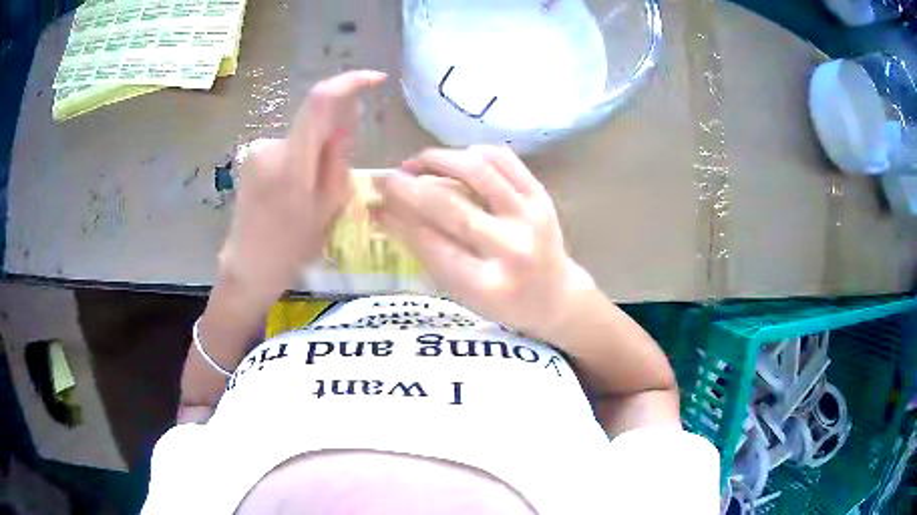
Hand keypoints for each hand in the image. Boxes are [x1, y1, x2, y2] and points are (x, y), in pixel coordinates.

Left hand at [218, 70, 385, 305]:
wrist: (248, 266)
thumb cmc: (292, 247)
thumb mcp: (328, 207)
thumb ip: (338, 159)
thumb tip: (344, 124)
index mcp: (292, 162)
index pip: (321, 101)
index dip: (350, 83)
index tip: (375, 80)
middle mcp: (271, 146)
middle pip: (314, 122)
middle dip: (334, 136)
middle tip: (337, 174)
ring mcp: (257, 150)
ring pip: (301, 137)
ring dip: (315, 153)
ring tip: (309, 195)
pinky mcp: (251, 157)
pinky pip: (286, 148)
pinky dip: (299, 160)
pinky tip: (292, 193)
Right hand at [372, 145, 593, 337]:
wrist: (556, 296)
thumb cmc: (501, 302)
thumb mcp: (460, 292)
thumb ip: (424, 252)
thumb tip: (382, 212)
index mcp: (487, 285)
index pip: (431, 243)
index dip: (398, 218)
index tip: (375, 201)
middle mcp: (512, 249)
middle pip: (451, 207)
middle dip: (409, 187)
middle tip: (387, 177)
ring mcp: (531, 217)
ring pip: (478, 171)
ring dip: (440, 160)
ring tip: (417, 162)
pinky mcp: (542, 196)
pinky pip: (505, 159)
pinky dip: (475, 152)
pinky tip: (456, 158)